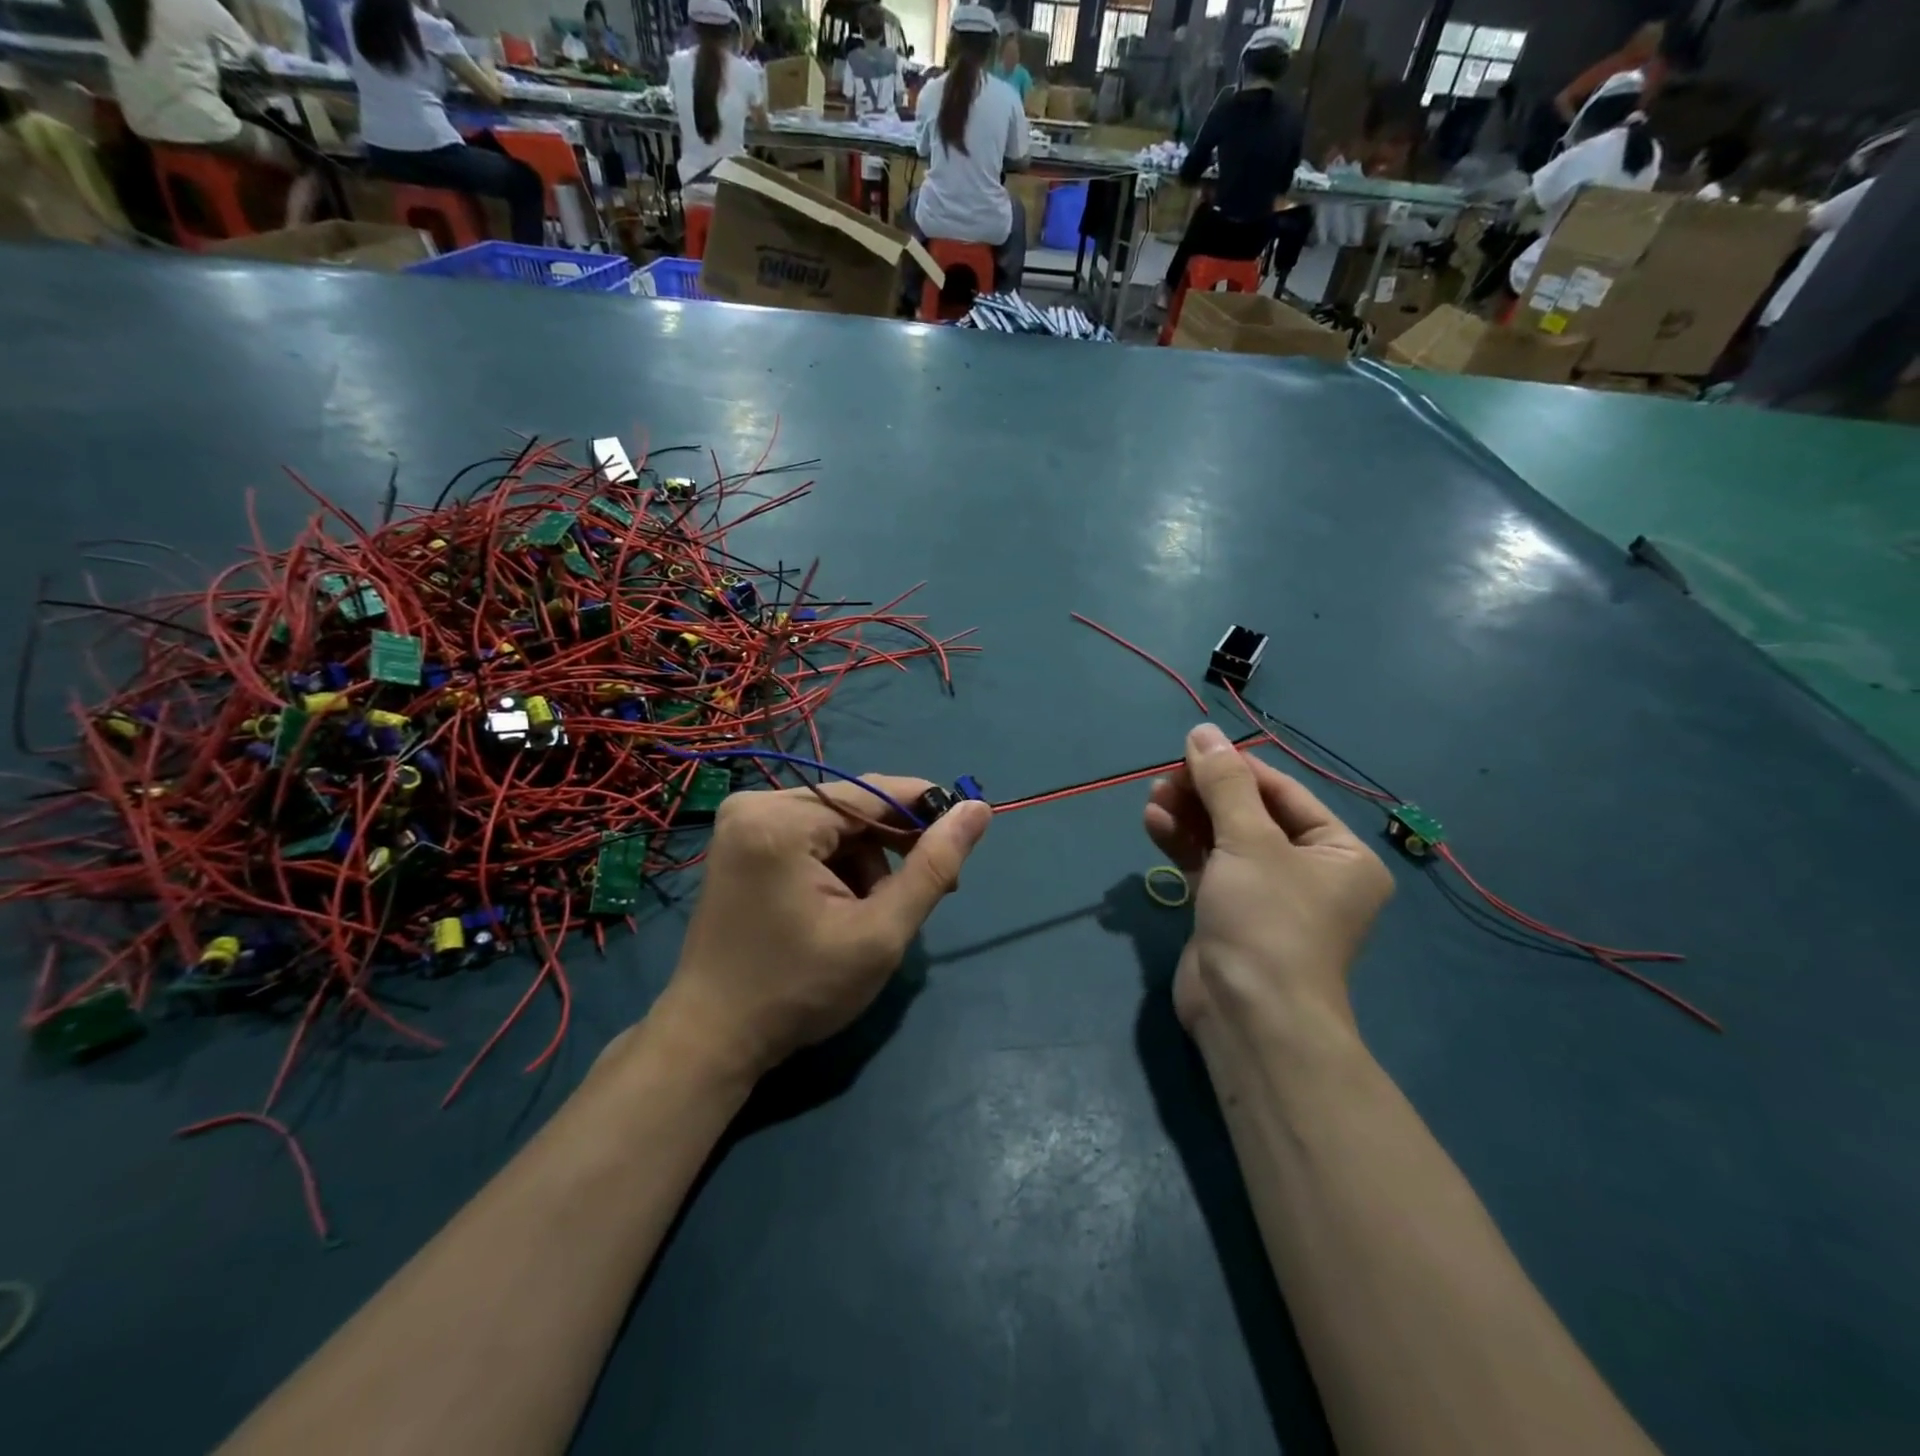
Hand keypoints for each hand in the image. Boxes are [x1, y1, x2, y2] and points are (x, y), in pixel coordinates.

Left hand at [659, 777, 990, 1079]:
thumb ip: (933, 867)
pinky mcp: (740, 842)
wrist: (714, 1039)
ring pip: (833, 824)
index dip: (926, 810)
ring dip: (866, 861)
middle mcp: (755, 804)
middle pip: (852, 808)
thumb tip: (977, 810)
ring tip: (876, 912)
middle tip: (929, 892)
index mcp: (782, 820)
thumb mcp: (880, 932)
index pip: (874, 792)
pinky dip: (836, 865)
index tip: (963, 839)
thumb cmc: (799, 991)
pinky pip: (808, 836)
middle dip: (893, 847)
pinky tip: (843, 906)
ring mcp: (742, 822)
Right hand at [1144, 723, 1392, 1041]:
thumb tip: (1202, 730)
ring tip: (1153, 797)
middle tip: (1165, 777)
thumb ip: (1223, 784)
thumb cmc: (1268, 920)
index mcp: (1339, 853)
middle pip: (1251, 814)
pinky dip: (1182, 844)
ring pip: (1224, 839)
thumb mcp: (1248, 842)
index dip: (1237, 769)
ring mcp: (1267, 895)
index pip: (1283, 793)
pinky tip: (1153, 823)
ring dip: (1189, 816)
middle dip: (1206, 794)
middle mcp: (1309, 871)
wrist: (1250, 1016)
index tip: (1192, 750)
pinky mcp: (1229, 913)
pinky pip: (1207, 865)